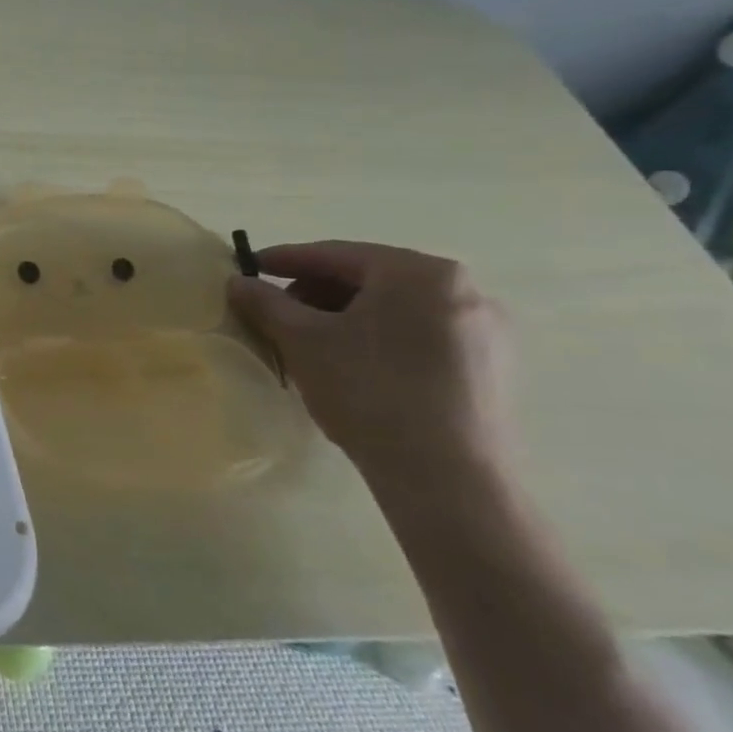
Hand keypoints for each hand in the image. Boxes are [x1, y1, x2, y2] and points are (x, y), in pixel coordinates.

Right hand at [226, 240, 511, 487]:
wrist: (447, 477)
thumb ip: (264, 301)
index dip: (284, 260)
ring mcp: (487, 329)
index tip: (248, 268)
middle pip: (369, 278)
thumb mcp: (301, 339)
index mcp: (419, 272)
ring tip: (312, 341)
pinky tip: (355, 364)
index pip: (335, 255)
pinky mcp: (494, 366)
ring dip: (347, 315)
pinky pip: (423, 334)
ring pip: (397, 307)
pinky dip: (382, 337)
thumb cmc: (368, 390)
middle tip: (278, 311)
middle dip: (317, 292)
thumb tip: (238, 281)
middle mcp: (463, 289)